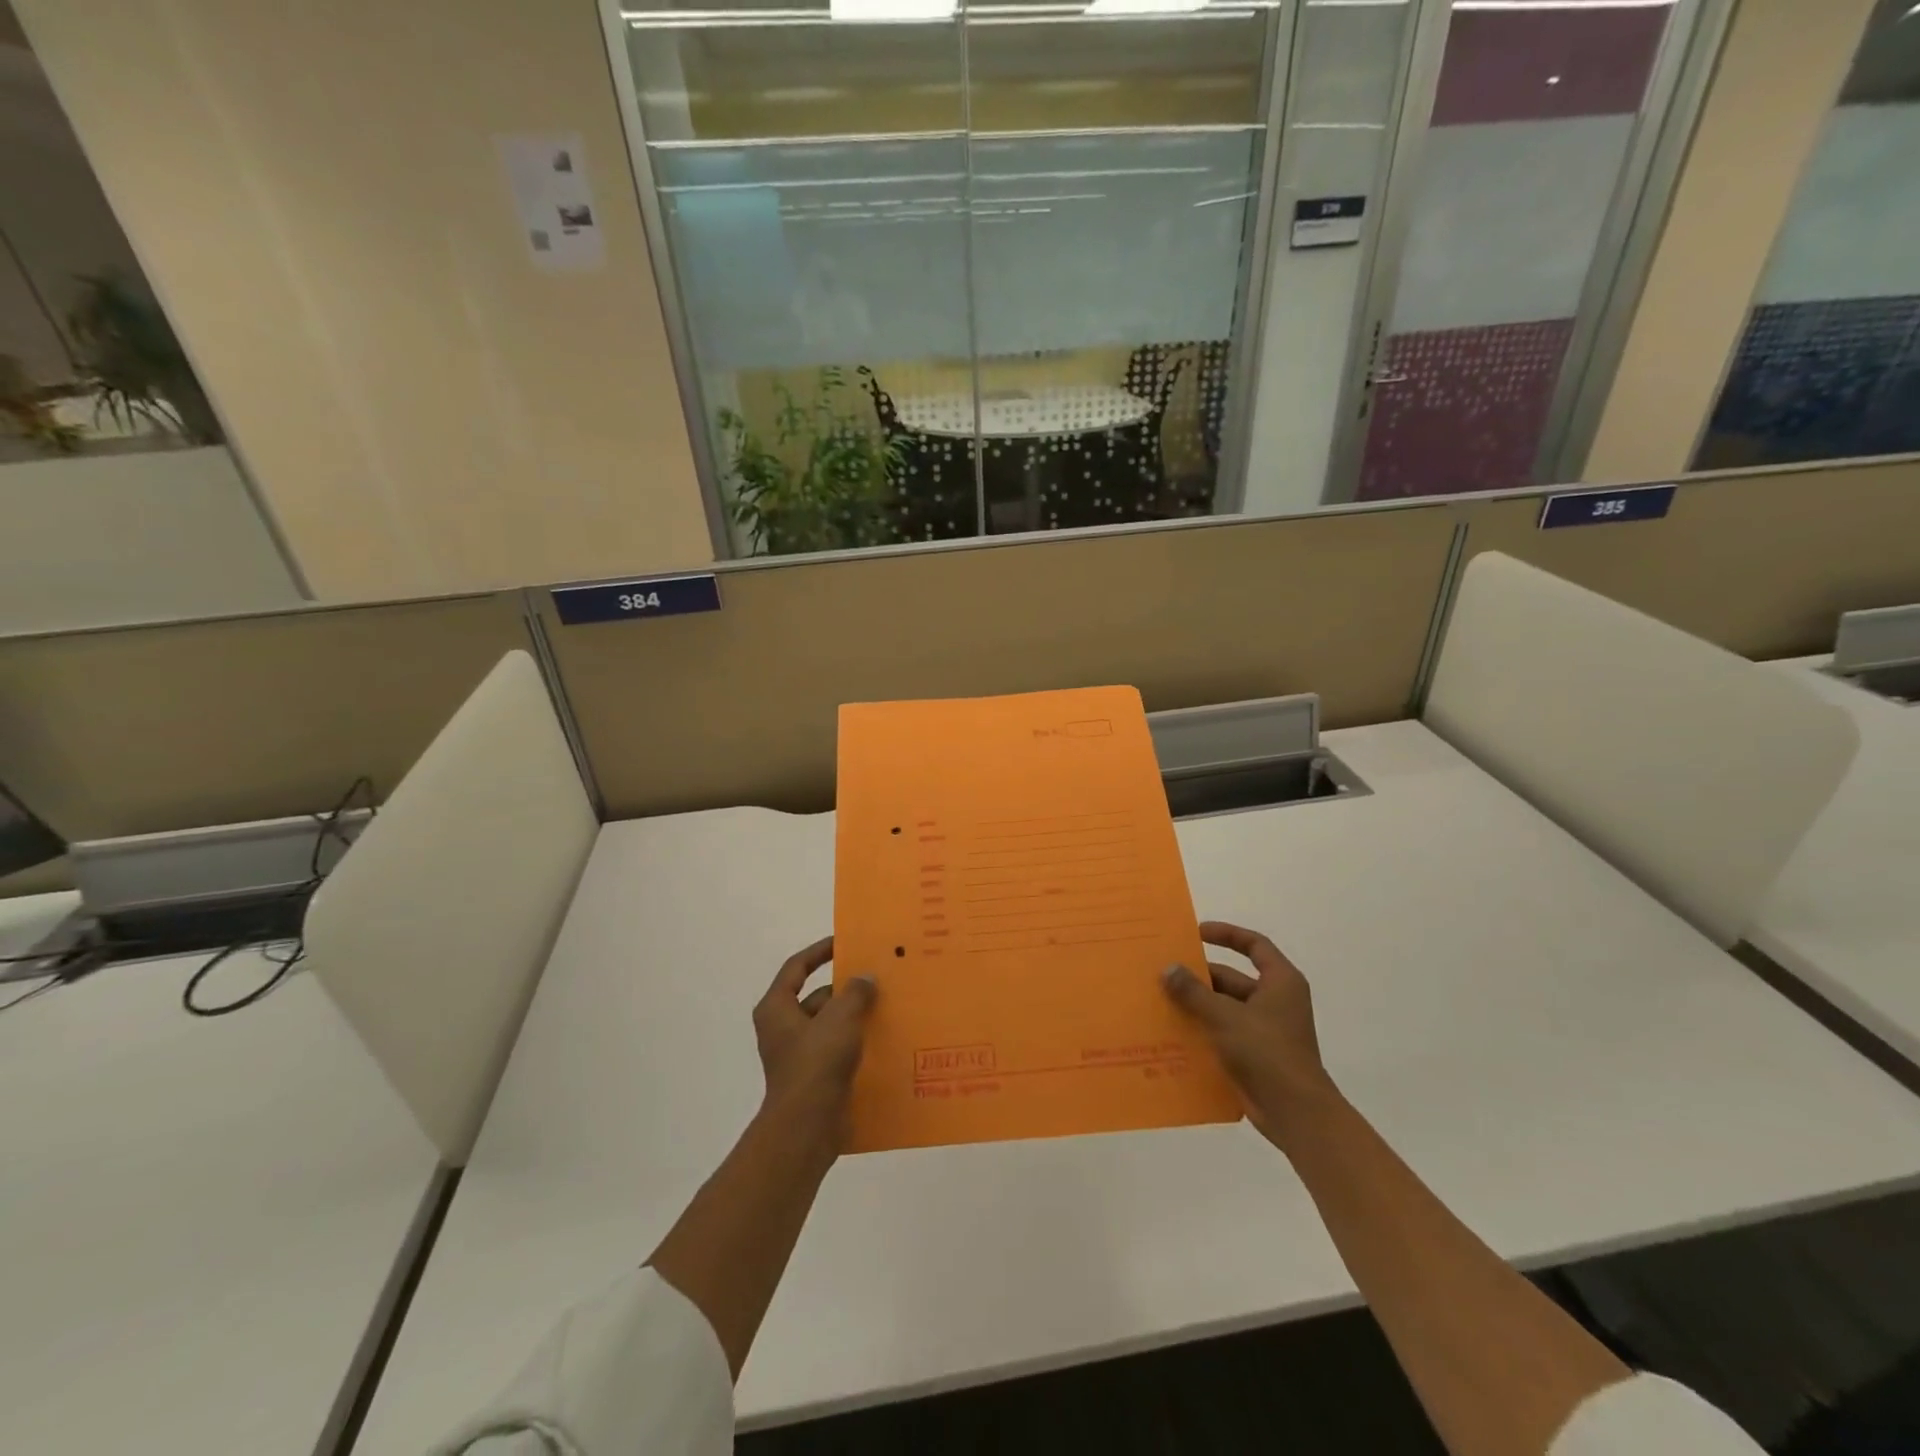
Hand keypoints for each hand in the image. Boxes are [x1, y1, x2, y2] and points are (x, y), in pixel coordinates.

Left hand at [752, 936, 877, 1145]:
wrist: (807, 1128)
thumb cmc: (816, 1064)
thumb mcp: (840, 1018)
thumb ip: (855, 992)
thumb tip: (865, 978)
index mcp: (777, 1008)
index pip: (796, 967)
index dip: (819, 952)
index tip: (844, 943)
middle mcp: (783, 1029)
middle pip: (817, 997)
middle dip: (846, 988)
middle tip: (878, 977)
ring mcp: (798, 1055)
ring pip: (831, 1025)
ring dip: (855, 1016)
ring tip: (888, 1006)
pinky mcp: (815, 1078)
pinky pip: (838, 1050)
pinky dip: (857, 1042)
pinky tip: (884, 1039)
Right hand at [1163, 921, 1336, 1148]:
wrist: (1296, 1113)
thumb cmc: (1267, 1052)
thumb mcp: (1225, 1016)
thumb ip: (1194, 991)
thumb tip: (1168, 969)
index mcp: (1280, 982)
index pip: (1254, 945)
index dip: (1226, 934)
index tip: (1196, 933)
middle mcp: (1275, 1001)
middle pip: (1232, 978)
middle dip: (1199, 976)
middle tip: (1164, 972)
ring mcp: (1266, 1029)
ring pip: (1224, 1007)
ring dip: (1197, 1004)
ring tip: (1161, 1000)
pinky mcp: (1255, 1054)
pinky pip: (1223, 1032)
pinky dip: (1202, 1029)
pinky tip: (1173, 1031)